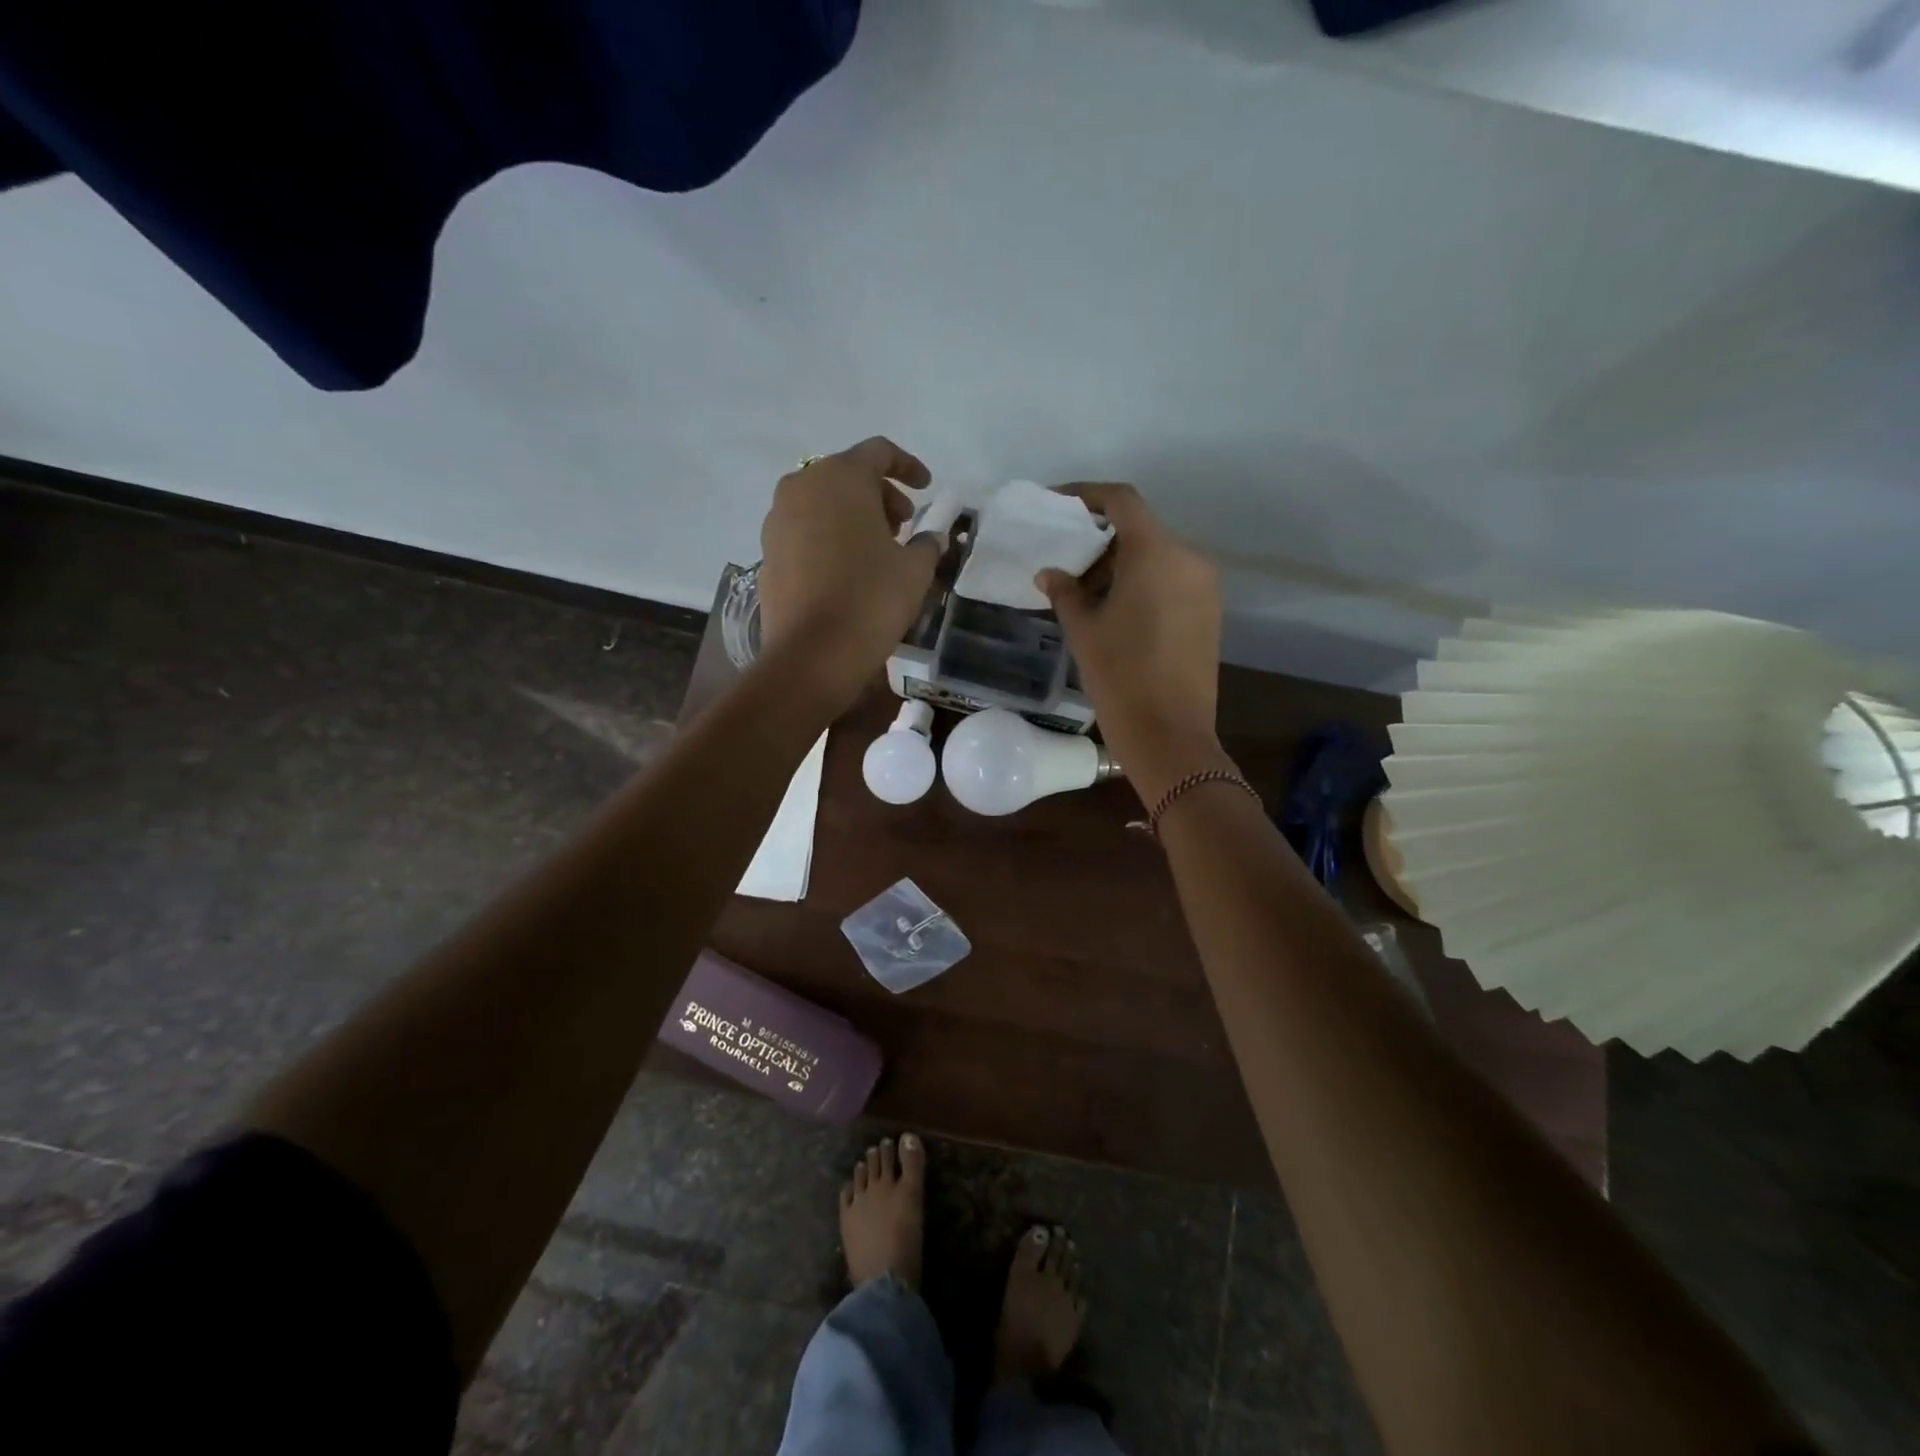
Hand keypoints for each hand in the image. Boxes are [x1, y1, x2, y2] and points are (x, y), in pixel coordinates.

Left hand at [757, 437, 938, 703]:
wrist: (813, 653)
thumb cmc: (871, 598)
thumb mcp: (915, 569)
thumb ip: (927, 543)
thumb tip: (931, 537)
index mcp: (840, 476)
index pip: (878, 452)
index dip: (908, 466)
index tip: (926, 488)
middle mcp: (801, 486)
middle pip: (847, 475)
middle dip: (880, 494)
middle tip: (904, 525)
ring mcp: (777, 520)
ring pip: (822, 502)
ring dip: (853, 516)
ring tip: (878, 549)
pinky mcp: (768, 552)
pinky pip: (805, 530)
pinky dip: (829, 537)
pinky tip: (848, 569)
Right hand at [1037, 483, 1225, 797]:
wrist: (1169, 732)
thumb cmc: (1119, 675)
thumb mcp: (1083, 629)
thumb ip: (1065, 591)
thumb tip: (1050, 573)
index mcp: (1155, 552)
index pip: (1122, 501)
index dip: (1087, 495)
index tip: (1059, 504)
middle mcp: (1188, 558)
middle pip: (1140, 530)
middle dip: (1101, 540)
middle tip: (1068, 564)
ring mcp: (1204, 586)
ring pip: (1157, 556)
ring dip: (1121, 564)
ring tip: (1087, 594)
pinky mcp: (1209, 612)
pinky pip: (1172, 580)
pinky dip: (1143, 583)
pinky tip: (1117, 612)